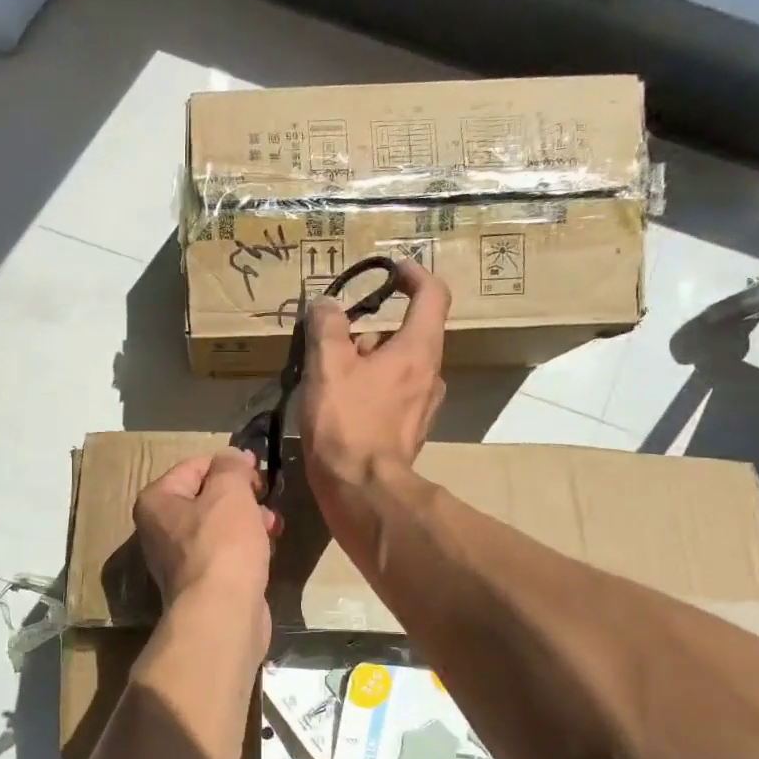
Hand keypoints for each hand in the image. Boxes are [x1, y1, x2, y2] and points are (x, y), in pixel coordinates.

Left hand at [133, 448, 278, 615]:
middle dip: (242, 495)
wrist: (222, 613)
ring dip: (249, 520)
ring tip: (274, 526)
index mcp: (156, 501)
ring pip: (220, 526)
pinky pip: (226, 552)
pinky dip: (246, 547)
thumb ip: (231, 466)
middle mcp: (160, 528)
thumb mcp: (230, 491)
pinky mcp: (202, 582)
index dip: (229, 464)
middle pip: (207, 497)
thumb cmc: (222, 544)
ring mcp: (180, 559)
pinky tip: (267, 549)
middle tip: (266, 498)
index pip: (195, 466)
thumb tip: (233, 457)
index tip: (258, 470)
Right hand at [298, 259, 449, 499]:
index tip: (391, 270)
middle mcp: (431, 374)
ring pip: (398, 368)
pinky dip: (371, 391)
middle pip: (408, 335)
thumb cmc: (346, 422)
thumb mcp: (327, 366)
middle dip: (370, 332)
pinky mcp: (409, 433)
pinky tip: (340, 408)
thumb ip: (326, 327)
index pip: (432, 294)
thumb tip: (326, 304)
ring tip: (329, 379)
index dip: (413, 275)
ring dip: (368, 364)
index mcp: (418, 349)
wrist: (361, 489)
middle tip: (334, 344)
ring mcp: (423, 407)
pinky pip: (393, 396)